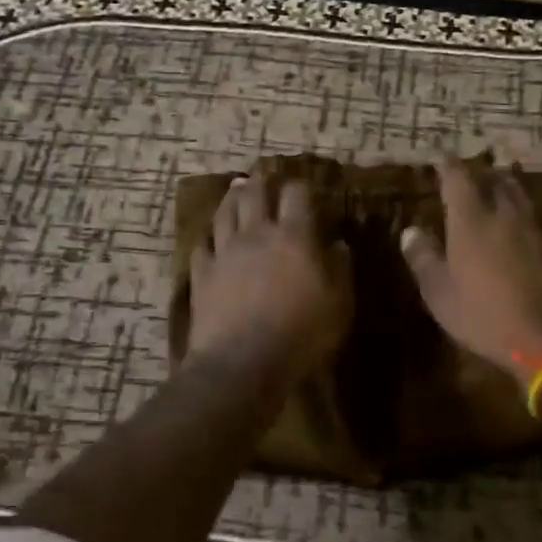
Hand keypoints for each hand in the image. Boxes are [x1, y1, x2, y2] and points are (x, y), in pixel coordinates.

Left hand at [186, 174, 351, 384]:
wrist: (242, 363)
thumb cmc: (301, 334)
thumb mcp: (339, 305)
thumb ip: (340, 269)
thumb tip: (339, 243)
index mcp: (294, 236)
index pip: (297, 194)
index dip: (301, 186)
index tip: (306, 189)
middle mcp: (257, 233)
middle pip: (254, 193)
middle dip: (262, 182)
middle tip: (265, 178)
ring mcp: (224, 252)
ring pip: (224, 212)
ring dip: (231, 198)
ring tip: (236, 191)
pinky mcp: (201, 274)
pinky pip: (201, 246)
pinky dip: (208, 238)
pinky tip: (210, 239)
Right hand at [400, 158, 541, 381]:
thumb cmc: (484, 316)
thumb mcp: (440, 293)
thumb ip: (424, 258)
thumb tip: (411, 231)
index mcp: (472, 219)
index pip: (457, 177)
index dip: (448, 165)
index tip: (441, 159)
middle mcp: (507, 212)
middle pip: (496, 179)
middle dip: (482, 174)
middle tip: (473, 176)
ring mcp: (539, 227)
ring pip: (524, 195)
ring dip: (510, 189)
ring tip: (502, 192)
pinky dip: (532, 216)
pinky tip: (532, 226)